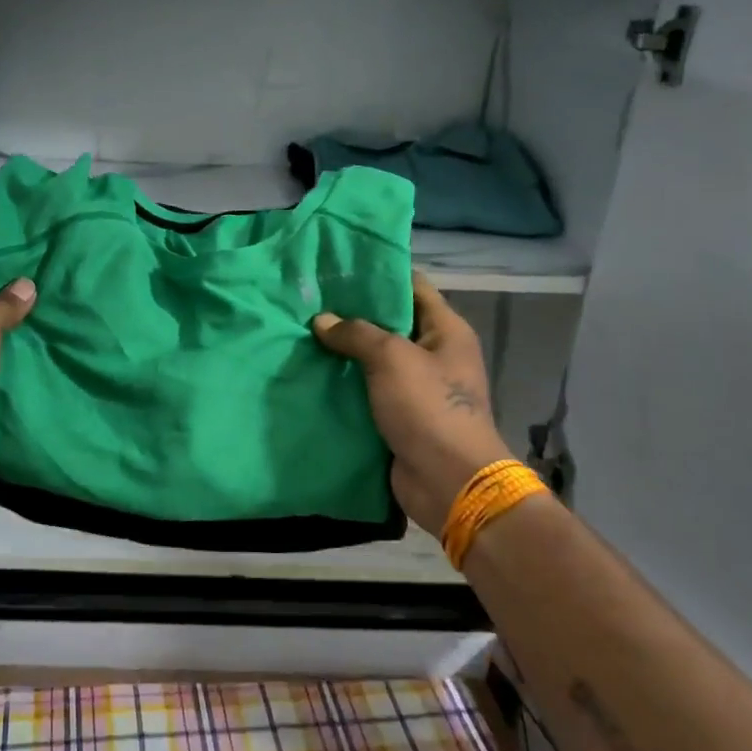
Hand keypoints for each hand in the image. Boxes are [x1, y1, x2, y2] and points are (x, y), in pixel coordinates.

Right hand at [312, 272, 515, 536]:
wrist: (449, 482)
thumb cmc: (429, 408)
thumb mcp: (391, 359)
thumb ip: (356, 333)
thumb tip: (322, 321)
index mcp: (445, 331)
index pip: (412, 286)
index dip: (379, 274)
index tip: (338, 268)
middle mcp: (434, 355)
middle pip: (390, 323)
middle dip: (352, 314)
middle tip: (309, 301)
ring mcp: (416, 388)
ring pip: (373, 360)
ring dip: (343, 352)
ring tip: (302, 334)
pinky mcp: (399, 417)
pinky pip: (367, 392)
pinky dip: (344, 385)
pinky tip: (311, 373)